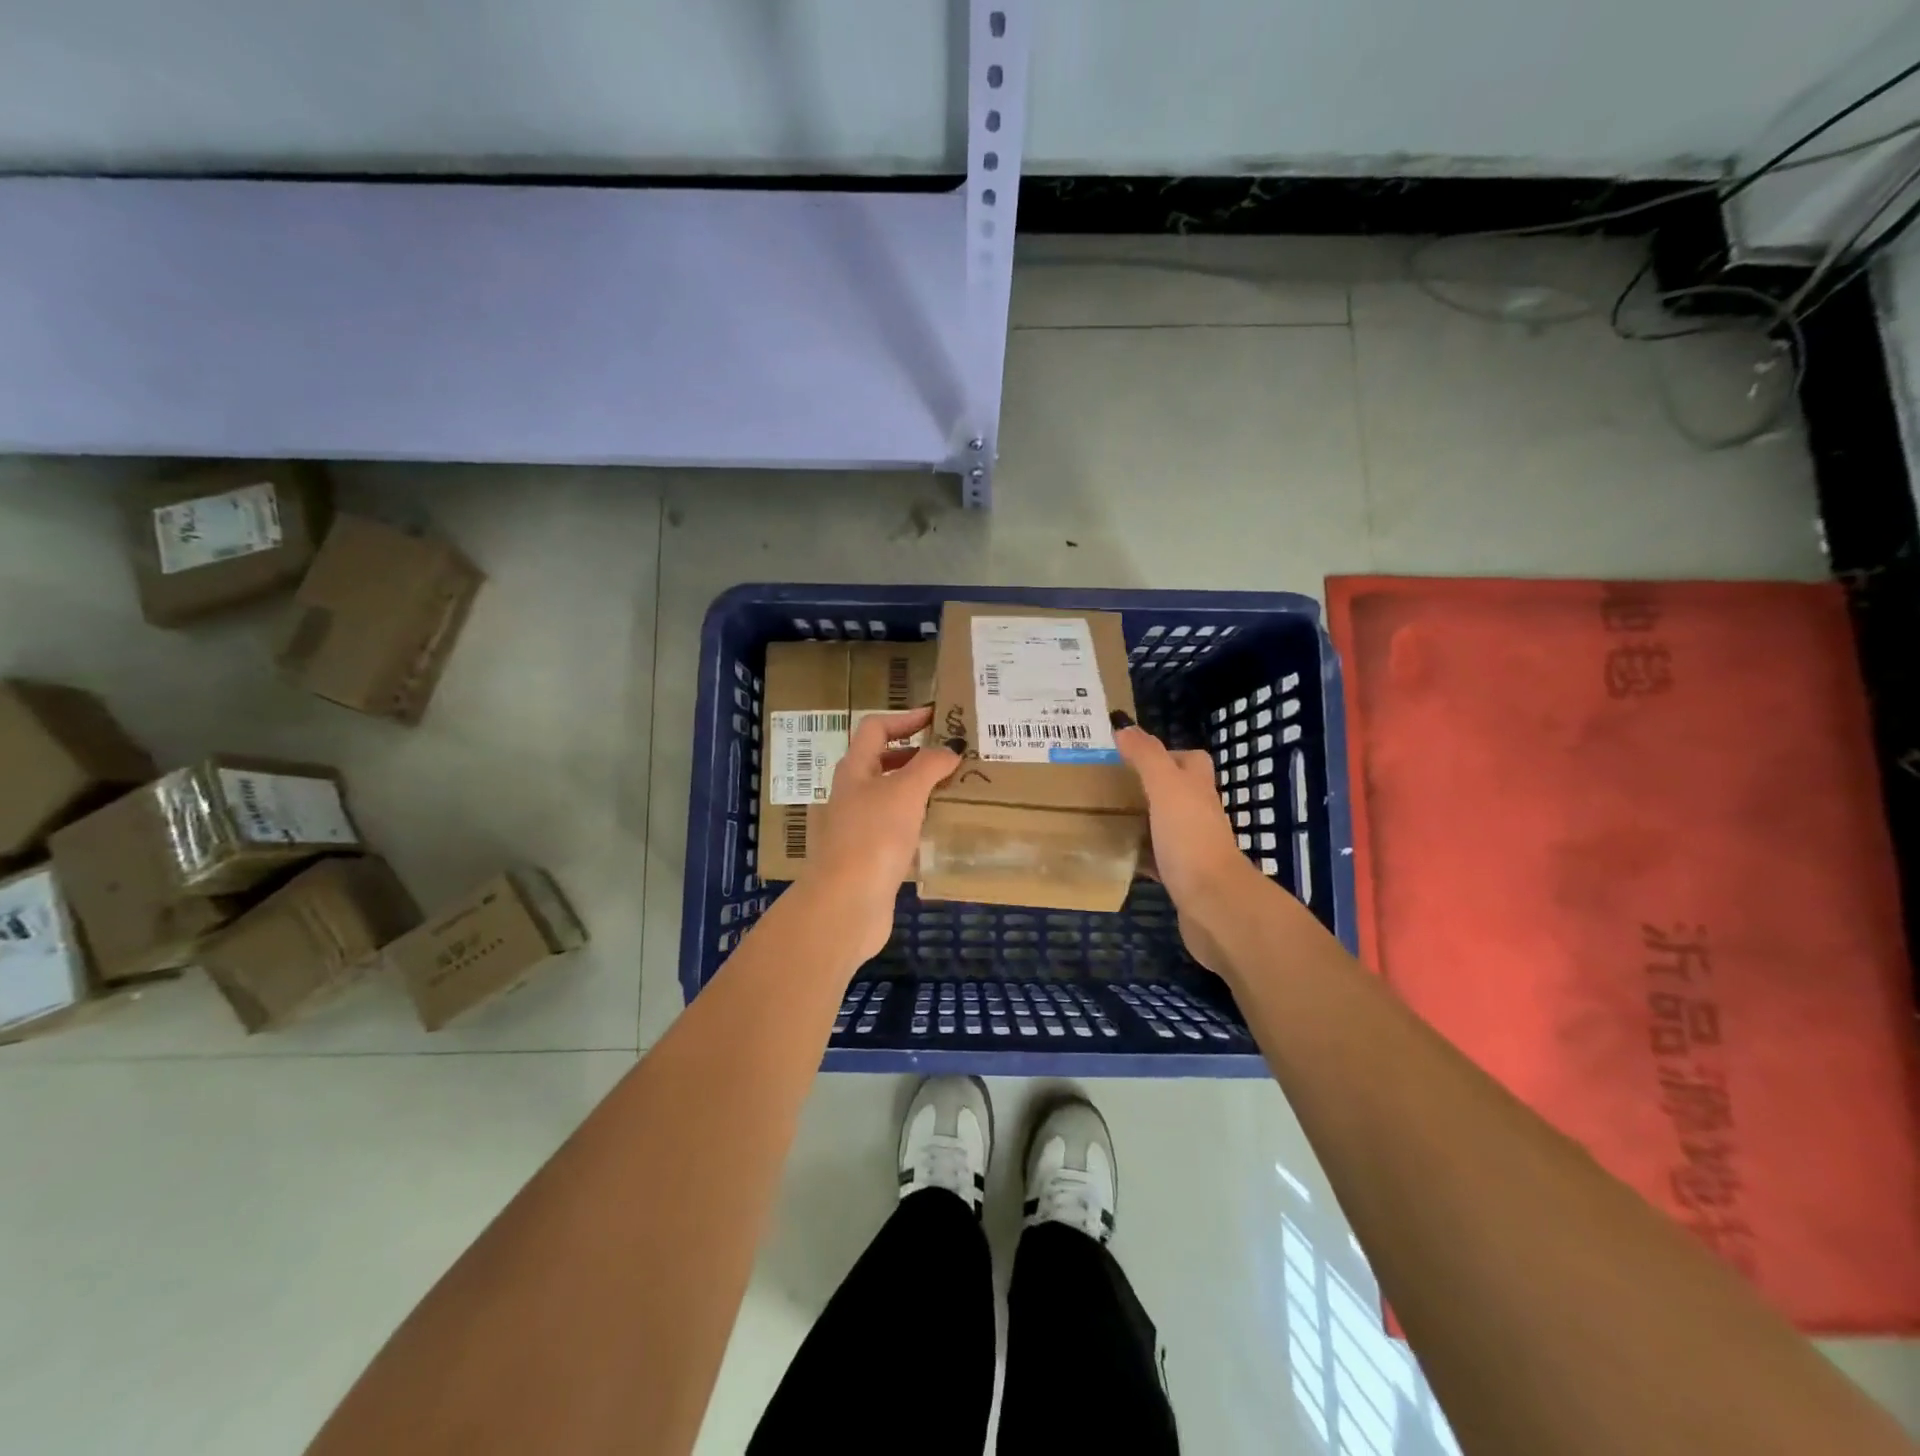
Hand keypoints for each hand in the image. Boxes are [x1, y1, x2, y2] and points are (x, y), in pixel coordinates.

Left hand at [796, 707, 959, 963]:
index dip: (905, 719)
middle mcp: (853, 793)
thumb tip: (949, 749)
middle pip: (884, 761)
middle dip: (917, 755)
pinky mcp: (871, 856)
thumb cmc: (873, 836)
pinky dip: (919, 821)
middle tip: (954, 756)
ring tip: (956, 789)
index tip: (938, 717)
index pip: (876, 729)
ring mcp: (860, 826)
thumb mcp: (905, 791)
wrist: (846, 903)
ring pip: (892, 797)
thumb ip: (929, 765)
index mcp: (855, 769)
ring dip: (921, 789)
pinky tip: (942, 828)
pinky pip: (898, 827)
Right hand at [1114, 720, 1265, 974]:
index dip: (1167, 752)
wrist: (1213, 905)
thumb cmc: (1190, 839)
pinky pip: (1158, 860)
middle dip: (1150, 786)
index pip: (1191, 760)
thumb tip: (1125, 727)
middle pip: (1178, 792)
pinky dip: (1140, 855)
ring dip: (1143, 820)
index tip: (1132, 755)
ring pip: (1166, 825)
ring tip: (1107, 816)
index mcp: (1198, 790)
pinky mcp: (1182, 878)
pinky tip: (1117, 856)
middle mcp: (1199, 815)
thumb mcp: (1166, 788)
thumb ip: (1147, 757)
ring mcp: (1193, 848)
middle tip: (1112, 784)